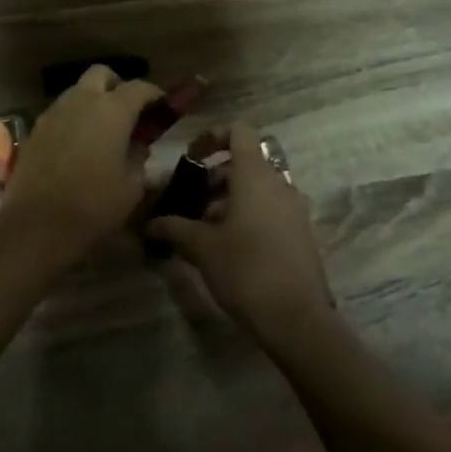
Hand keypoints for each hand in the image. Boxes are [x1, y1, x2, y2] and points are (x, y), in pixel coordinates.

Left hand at [2, 66, 162, 258]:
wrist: (36, 224)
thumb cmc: (93, 205)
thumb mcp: (132, 186)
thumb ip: (139, 156)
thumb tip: (137, 145)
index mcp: (112, 110)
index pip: (139, 88)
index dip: (154, 94)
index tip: (163, 106)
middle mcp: (81, 101)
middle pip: (102, 75)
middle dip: (117, 86)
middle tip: (128, 112)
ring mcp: (54, 112)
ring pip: (77, 91)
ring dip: (93, 101)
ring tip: (103, 131)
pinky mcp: (35, 129)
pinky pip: (60, 112)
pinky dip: (74, 119)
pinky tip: (79, 145)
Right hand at [146, 122, 336, 348]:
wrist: (297, 319)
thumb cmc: (246, 269)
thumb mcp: (201, 247)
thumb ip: (174, 228)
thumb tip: (150, 223)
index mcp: (256, 176)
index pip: (239, 132)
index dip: (212, 136)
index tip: (191, 158)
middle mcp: (279, 184)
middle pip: (245, 162)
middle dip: (214, 176)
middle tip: (191, 200)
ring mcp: (294, 209)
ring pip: (257, 188)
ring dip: (229, 198)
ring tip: (204, 228)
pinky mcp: (300, 234)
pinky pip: (269, 209)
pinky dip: (247, 215)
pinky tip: (227, 246)